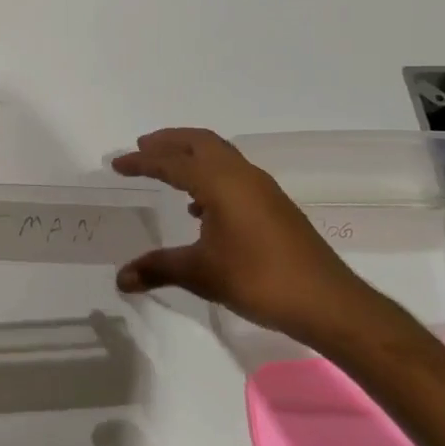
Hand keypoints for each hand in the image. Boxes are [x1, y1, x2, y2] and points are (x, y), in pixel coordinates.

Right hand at [112, 128, 385, 347]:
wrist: (328, 303)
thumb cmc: (258, 280)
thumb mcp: (201, 274)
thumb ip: (158, 269)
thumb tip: (120, 278)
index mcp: (220, 183)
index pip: (173, 163)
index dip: (142, 162)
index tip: (117, 164)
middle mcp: (242, 176)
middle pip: (201, 142)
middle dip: (169, 142)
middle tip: (142, 147)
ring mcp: (263, 189)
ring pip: (220, 155)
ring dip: (192, 155)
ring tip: (168, 170)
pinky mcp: (275, 205)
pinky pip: (234, 174)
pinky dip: (210, 175)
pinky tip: (201, 207)